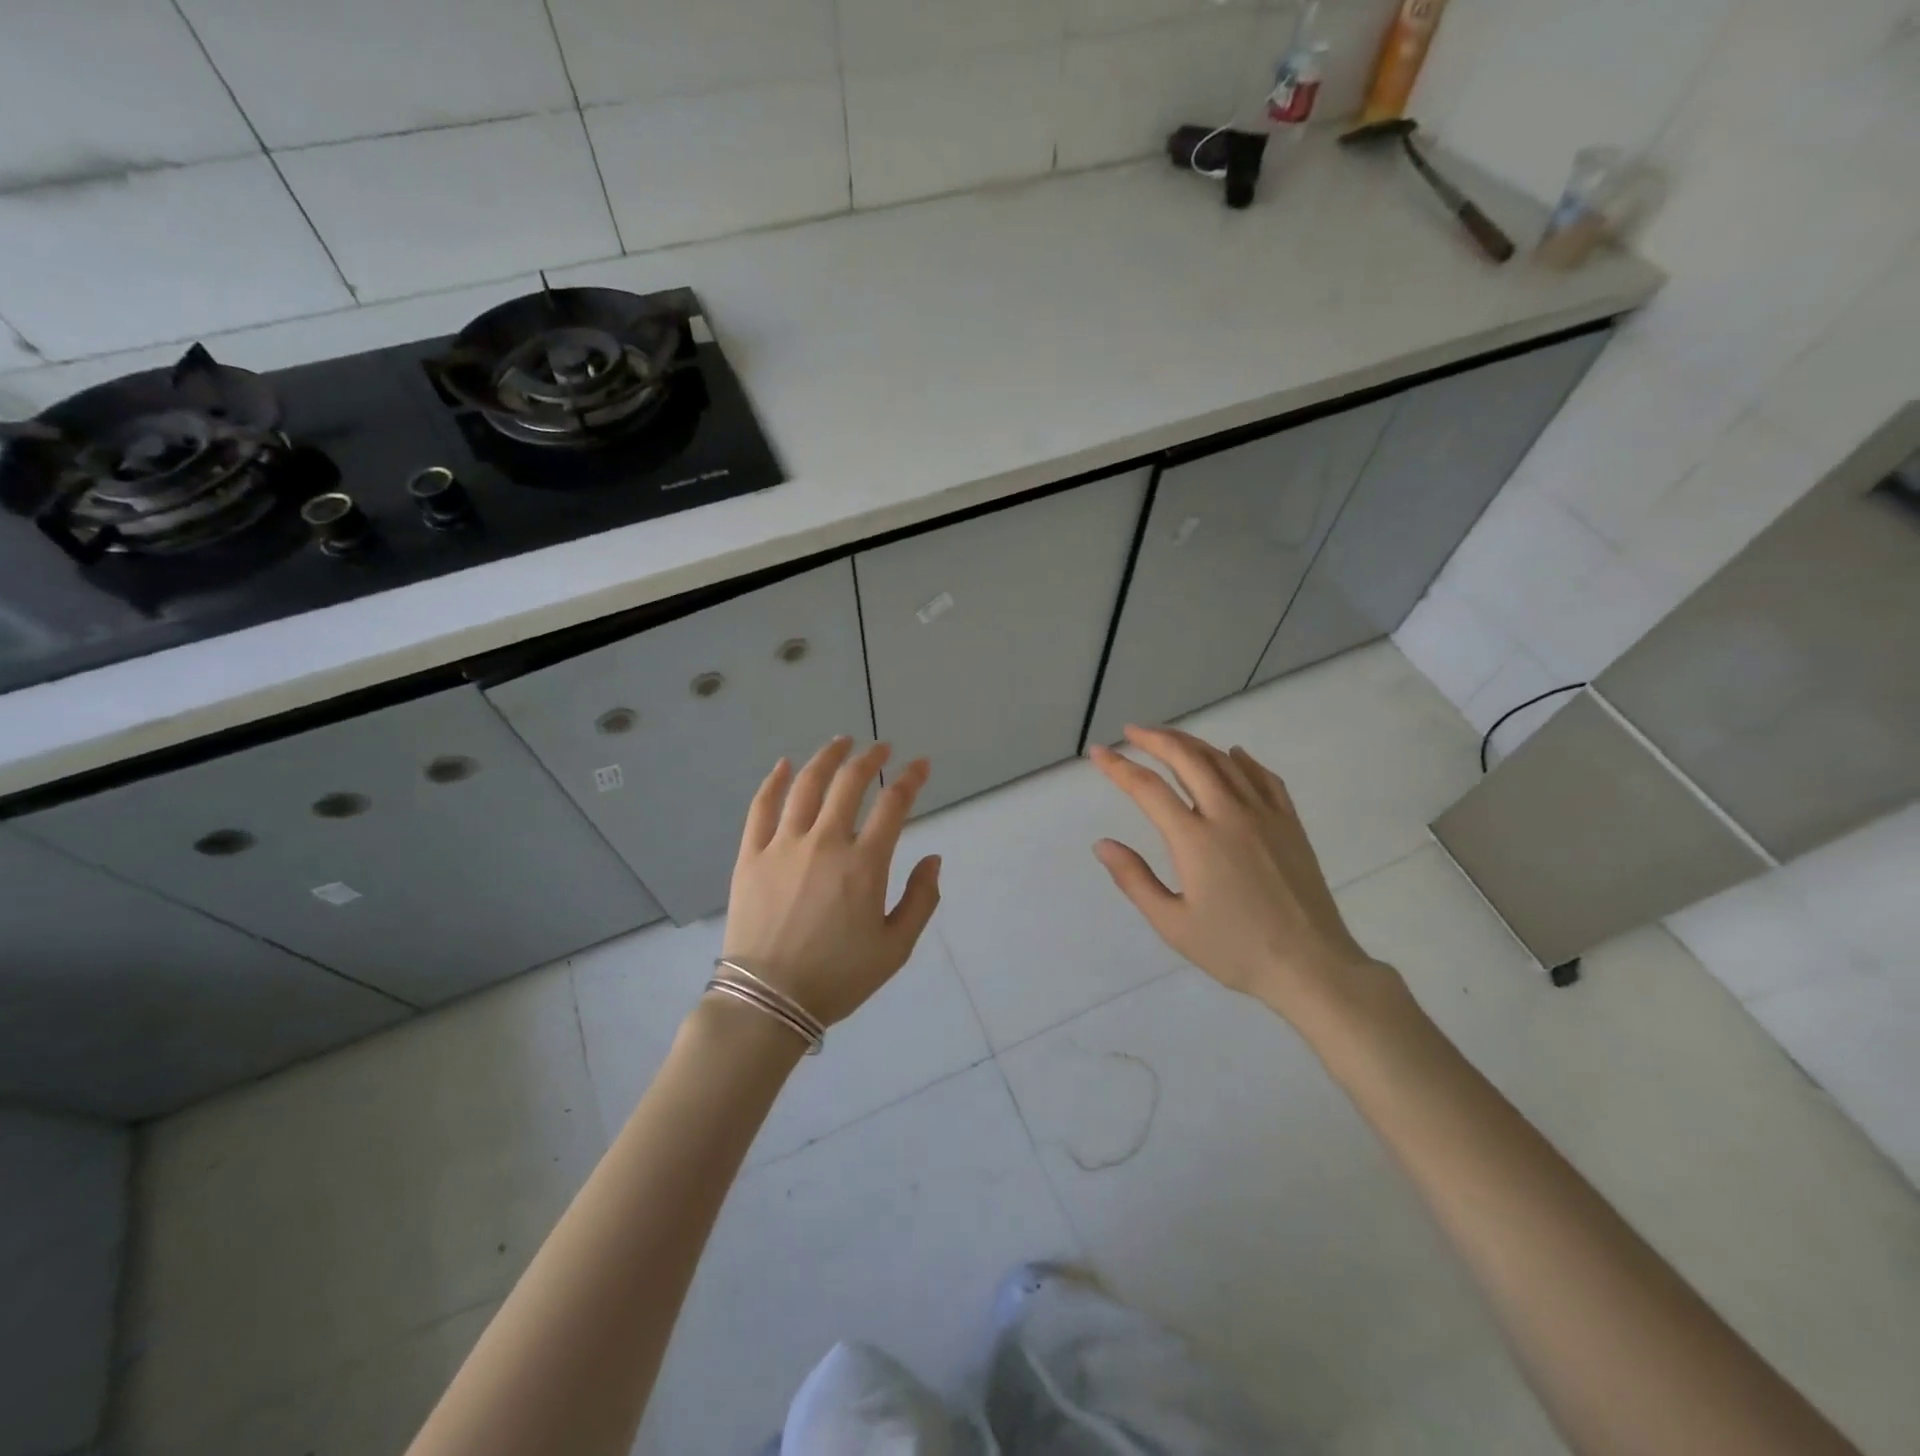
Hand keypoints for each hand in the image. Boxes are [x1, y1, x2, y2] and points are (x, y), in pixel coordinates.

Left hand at [722, 737, 941, 1026]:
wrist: (768, 1000)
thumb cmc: (837, 977)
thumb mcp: (896, 948)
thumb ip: (921, 900)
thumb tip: (933, 858)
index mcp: (864, 864)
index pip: (893, 804)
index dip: (911, 779)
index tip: (921, 765)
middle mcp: (825, 842)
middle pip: (849, 784)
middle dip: (870, 759)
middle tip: (881, 748)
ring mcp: (783, 845)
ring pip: (806, 785)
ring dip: (827, 758)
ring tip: (840, 742)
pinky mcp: (751, 855)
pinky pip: (762, 808)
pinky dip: (774, 781)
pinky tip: (784, 765)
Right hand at [1089, 726, 1403, 1028]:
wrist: (1310, 965)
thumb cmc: (1234, 949)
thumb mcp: (1172, 923)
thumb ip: (1134, 879)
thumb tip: (1102, 844)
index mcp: (1195, 839)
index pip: (1147, 789)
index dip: (1119, 767)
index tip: (1098, 753)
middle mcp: (1228, 814)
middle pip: (1187, 759)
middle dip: (1156, 739)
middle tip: (1132, 732)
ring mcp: (1264, 814)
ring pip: (1224, 761)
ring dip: (1193, 744)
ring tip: (1170, 739)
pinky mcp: (1290, 823)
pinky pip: (1264, 777)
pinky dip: (1243, 760)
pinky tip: (1233, 755)